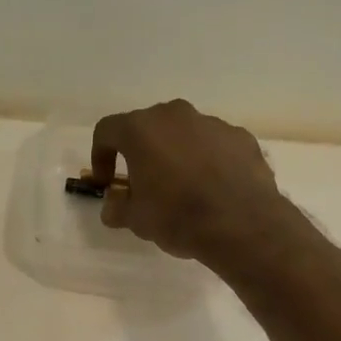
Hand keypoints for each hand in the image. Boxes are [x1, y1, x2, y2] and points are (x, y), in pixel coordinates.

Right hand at [90, 100, 294, 264]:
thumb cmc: (176, 217)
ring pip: (183, 134)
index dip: (100, 156)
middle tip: (143, 184)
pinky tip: (212, 189)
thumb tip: (113, 204)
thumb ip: (117, 207)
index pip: (107, 131)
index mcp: (141, 130)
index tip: (106, 183)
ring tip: (182, 189)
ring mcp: (211, 123)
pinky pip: (214, 145)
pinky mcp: (241, 137)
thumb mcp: (135, 219)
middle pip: (148, 128)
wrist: (240, 224)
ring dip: (176, 155)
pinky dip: (207, 161)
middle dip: (141, 153)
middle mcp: (175, 115)